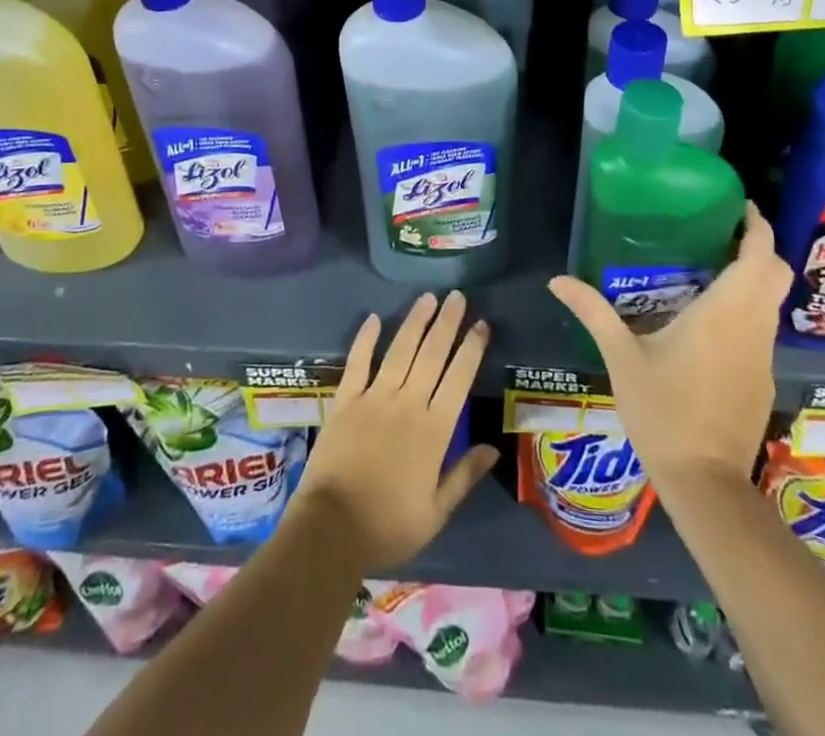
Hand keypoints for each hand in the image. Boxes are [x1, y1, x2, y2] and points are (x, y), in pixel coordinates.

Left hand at [292, 291, 499, 570]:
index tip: (481, 324)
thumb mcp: (436, 512)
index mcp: (434, 430)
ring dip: (415, 322)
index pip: (459, 378)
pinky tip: (374, 318)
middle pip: (432, 354)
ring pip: (400, 350)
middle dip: (447, 323)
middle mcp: (408, 403)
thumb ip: (464, 475)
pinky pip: (358, 362)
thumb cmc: (388, 525)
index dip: (472, 349)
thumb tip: (493, 447)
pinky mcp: (346, 400)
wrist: (332, 529)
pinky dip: (366, 338)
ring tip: (428, 298)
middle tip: (457, 296)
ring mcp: (374, 397)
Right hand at [548, 203, 788, 493]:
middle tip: (723, 233)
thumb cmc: (662, 411)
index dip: (757, 226)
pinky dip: (749, 310)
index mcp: (723, 313)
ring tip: (713, 268)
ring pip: (772, 302)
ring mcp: (762, 355)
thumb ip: (593, 312)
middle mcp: (752, 327)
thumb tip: (557, 280)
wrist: (704, 482)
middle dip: (759, 248)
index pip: (758, 256)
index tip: (740, 206)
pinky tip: (713, 321)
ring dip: (754, 279)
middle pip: (776, 274)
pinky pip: (763, 329)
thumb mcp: (621, 357)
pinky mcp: (762, 379)